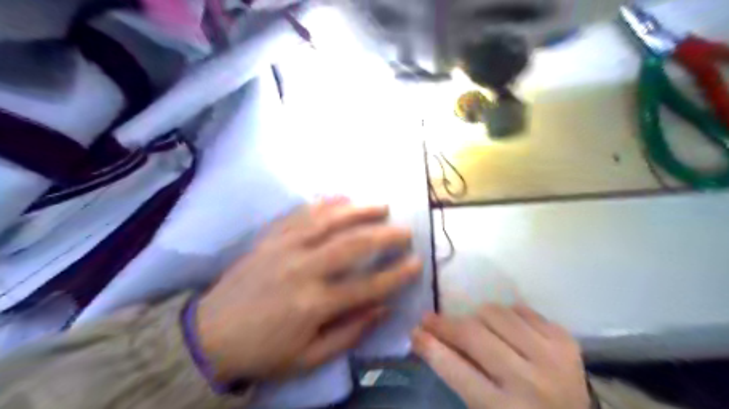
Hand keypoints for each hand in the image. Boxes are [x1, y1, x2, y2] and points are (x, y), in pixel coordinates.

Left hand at [195, 201, 421, 382]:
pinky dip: (324, 203)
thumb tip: (383, 308)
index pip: (368, 285)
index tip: (417, 263)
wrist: (209, 334)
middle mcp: (303, 268)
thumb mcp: (309, 357)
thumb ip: (349, 333)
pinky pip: (301, 214)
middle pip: (353, 245)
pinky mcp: (270, 238)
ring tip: (381, 205)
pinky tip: (341, 197)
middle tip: (405, 230)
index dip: (396, 274)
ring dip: (359, 210)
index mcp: (315, 303)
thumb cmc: (263, 350)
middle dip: (385, 236)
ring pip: (329, 221)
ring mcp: (285, 247)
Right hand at [413, 304, 587, 408]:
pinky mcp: (565, 340)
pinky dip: (505, 313)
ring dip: (474, 316)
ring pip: (495, 314)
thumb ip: (461, 379)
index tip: (414, 332)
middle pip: (473, 335)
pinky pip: (521, 309)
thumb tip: (433, 341)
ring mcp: (551, 357)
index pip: (456, 371)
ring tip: (470, 324)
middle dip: (444, 324)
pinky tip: (502, 326)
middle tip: (428, 318)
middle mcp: (529, 382)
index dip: (430, 347)